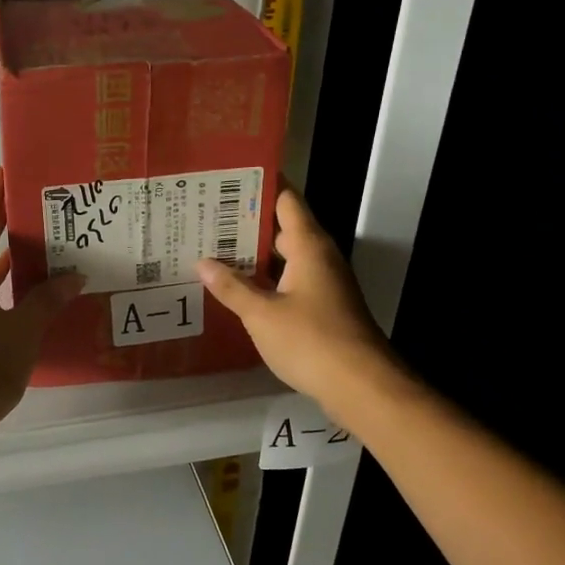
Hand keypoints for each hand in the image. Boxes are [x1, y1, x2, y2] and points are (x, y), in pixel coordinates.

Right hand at [197, 188, 396, 412]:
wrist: (361, 387)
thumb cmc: (311, 341)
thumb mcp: (262, 314)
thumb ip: (232, 287)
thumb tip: (203, 262)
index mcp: (308, 246)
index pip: (285, 199)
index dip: (259, 185)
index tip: (227, 178)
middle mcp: (319, 257)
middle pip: (282, 227)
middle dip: (247, 222)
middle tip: (206, 217)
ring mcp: (324, 283)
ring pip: (285, 257)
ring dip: (254, 254)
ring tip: (213, 249)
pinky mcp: (323, 308)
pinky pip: (289, 281)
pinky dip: (266, 280)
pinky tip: (238, 288)